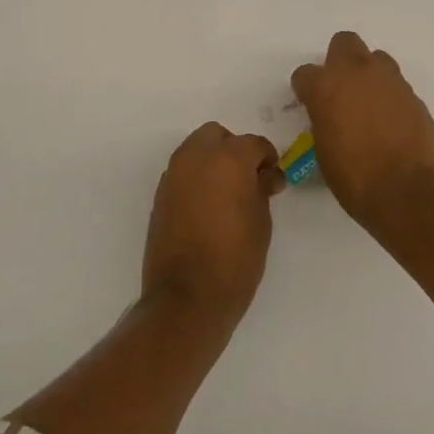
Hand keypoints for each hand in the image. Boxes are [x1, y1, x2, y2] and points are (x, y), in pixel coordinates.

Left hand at [142, 122, 283, 323]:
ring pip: (195, 150)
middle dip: (234, 150)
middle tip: (247, 179)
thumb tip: (263, 176)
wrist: (187, 297)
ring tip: (226, 193)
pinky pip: (182, 172)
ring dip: (212, 161)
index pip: (254, 143)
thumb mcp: (261, 222)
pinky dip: (196, 178)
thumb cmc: (235, 259)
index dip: (267, 158)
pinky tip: (207, 206)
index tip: (273, 178)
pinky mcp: (160, 194)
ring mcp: (174, 174)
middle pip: (217, 136)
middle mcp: (197, 157)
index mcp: (228, 158)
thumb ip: (261, 189)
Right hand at [291, 32, 433, 226]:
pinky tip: (391, 122)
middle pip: (344, 43)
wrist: (411, 192)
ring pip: (375, 58)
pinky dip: (390, 96)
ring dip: (368, 74)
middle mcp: (357, 73)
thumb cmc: (357, 180)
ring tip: (369, 104)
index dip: (306, 89)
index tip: (310, 105)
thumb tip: (330, 118)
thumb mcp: (324, 152)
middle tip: (341, 90)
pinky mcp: (414, 94)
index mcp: (326, 87)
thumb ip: (324, 122)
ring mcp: (390, 80)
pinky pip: (396, 84)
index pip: (304, 73)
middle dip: (339, 61)